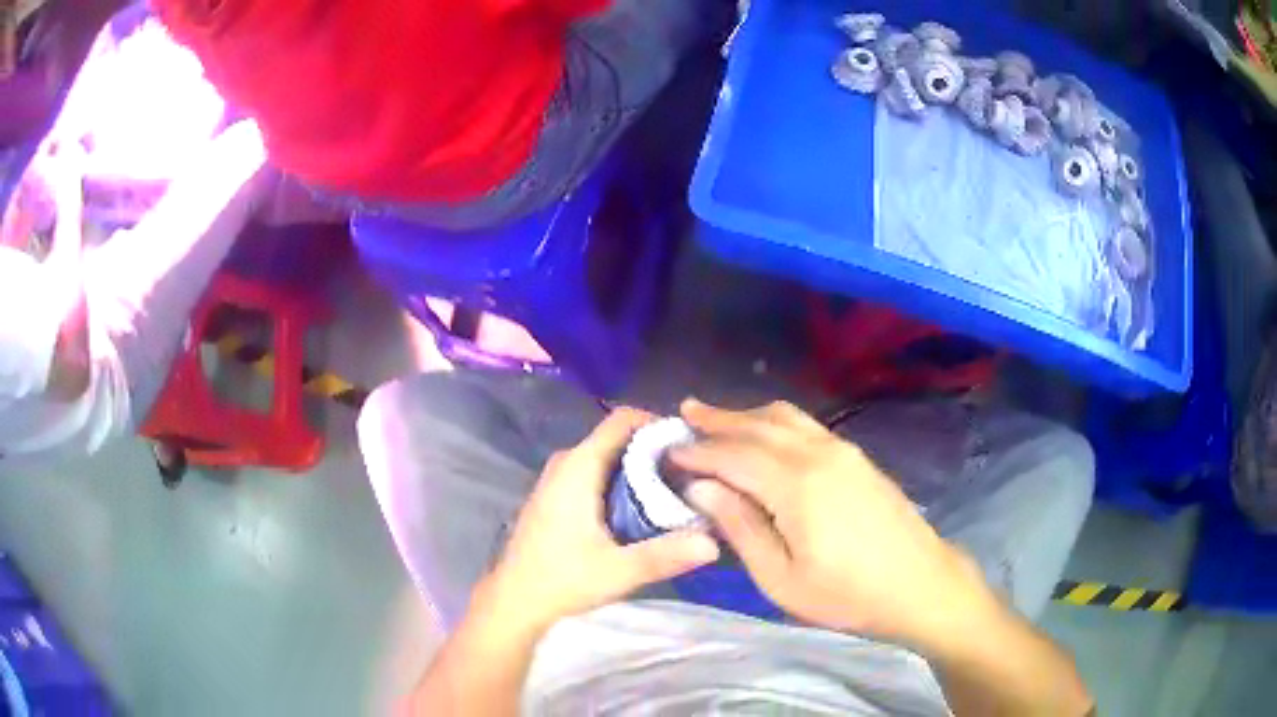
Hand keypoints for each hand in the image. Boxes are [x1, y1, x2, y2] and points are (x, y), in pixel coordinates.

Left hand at [484, 408, 719, 633]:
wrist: (515, 599)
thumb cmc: (562, 580)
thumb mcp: (619, 571)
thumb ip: (666, 555)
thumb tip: (714, 543)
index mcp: (578, 467)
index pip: (622, 420)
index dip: (658, 424)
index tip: (690, 446)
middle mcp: (566, 462)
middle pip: (618, 437)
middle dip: (654, 450)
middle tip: (690, 474)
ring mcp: (557, 478)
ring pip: (606, 456)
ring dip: (639, 467)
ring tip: (675, 490)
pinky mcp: (556, 495)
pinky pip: (595, 471)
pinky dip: (620, 479)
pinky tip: (641, 508)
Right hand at [672, 399, 997, 648]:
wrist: (920, 584)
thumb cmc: (846, 594)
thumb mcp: (781, 578)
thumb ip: (740, 527)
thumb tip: (702, 488)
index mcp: (796, 484)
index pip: (733, 454)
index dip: (697, 451)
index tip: (667, 451)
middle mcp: (818, 453)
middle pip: (758, 425)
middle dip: (717, 420)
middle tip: (683, 415)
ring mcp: (842, 450)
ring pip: (784, 418)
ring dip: (746, 415)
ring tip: (714, 417)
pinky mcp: (857, 457)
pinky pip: (805, 426)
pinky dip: (773, 423)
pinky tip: (763, 435)